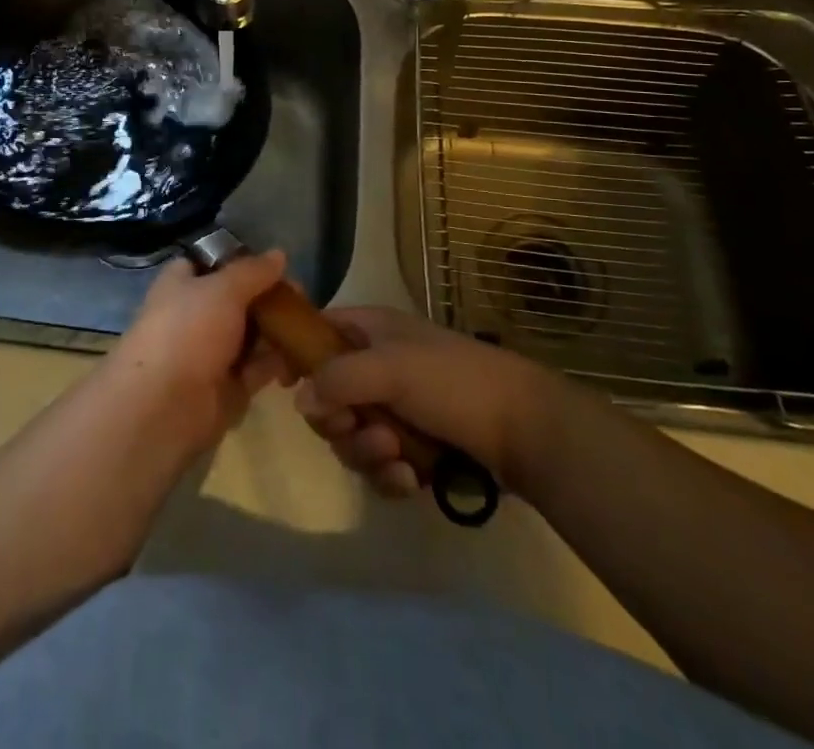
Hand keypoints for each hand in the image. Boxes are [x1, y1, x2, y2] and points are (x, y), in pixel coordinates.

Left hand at [104, 252, 294, 457]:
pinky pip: (259, 367)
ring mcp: (212, 352)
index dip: (242, 260)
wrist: (165, 407)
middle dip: (270, 298)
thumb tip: (279, 254)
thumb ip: (253, 271)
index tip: (276, 263)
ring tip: (311, 326)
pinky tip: (305, 356)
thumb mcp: (222, 289)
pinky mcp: (229, 386)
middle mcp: (197, 314)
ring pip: (252, 334)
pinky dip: (280, 362)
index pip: (212, 263)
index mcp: (182, 284)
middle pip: (239, 299)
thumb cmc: (188, 331)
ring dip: (279, 330)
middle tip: (302, 298)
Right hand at [294, 308, 557, 499]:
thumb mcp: (391, 369)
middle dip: (338, 422)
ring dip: (366, 452)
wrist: (527, 429)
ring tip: (397, 458)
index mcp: (370, 331)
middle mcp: (377, 366)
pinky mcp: (414, 448)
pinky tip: (411, 482)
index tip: (286, 385)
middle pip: (327, 395)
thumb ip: (338, 378)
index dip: (298, 355)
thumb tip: (299, 398)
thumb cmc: (454, 382)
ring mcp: (396, 408)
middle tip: (356, 429)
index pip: (317, 332)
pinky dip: (389, 475)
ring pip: (351, 435)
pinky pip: (379, 465)